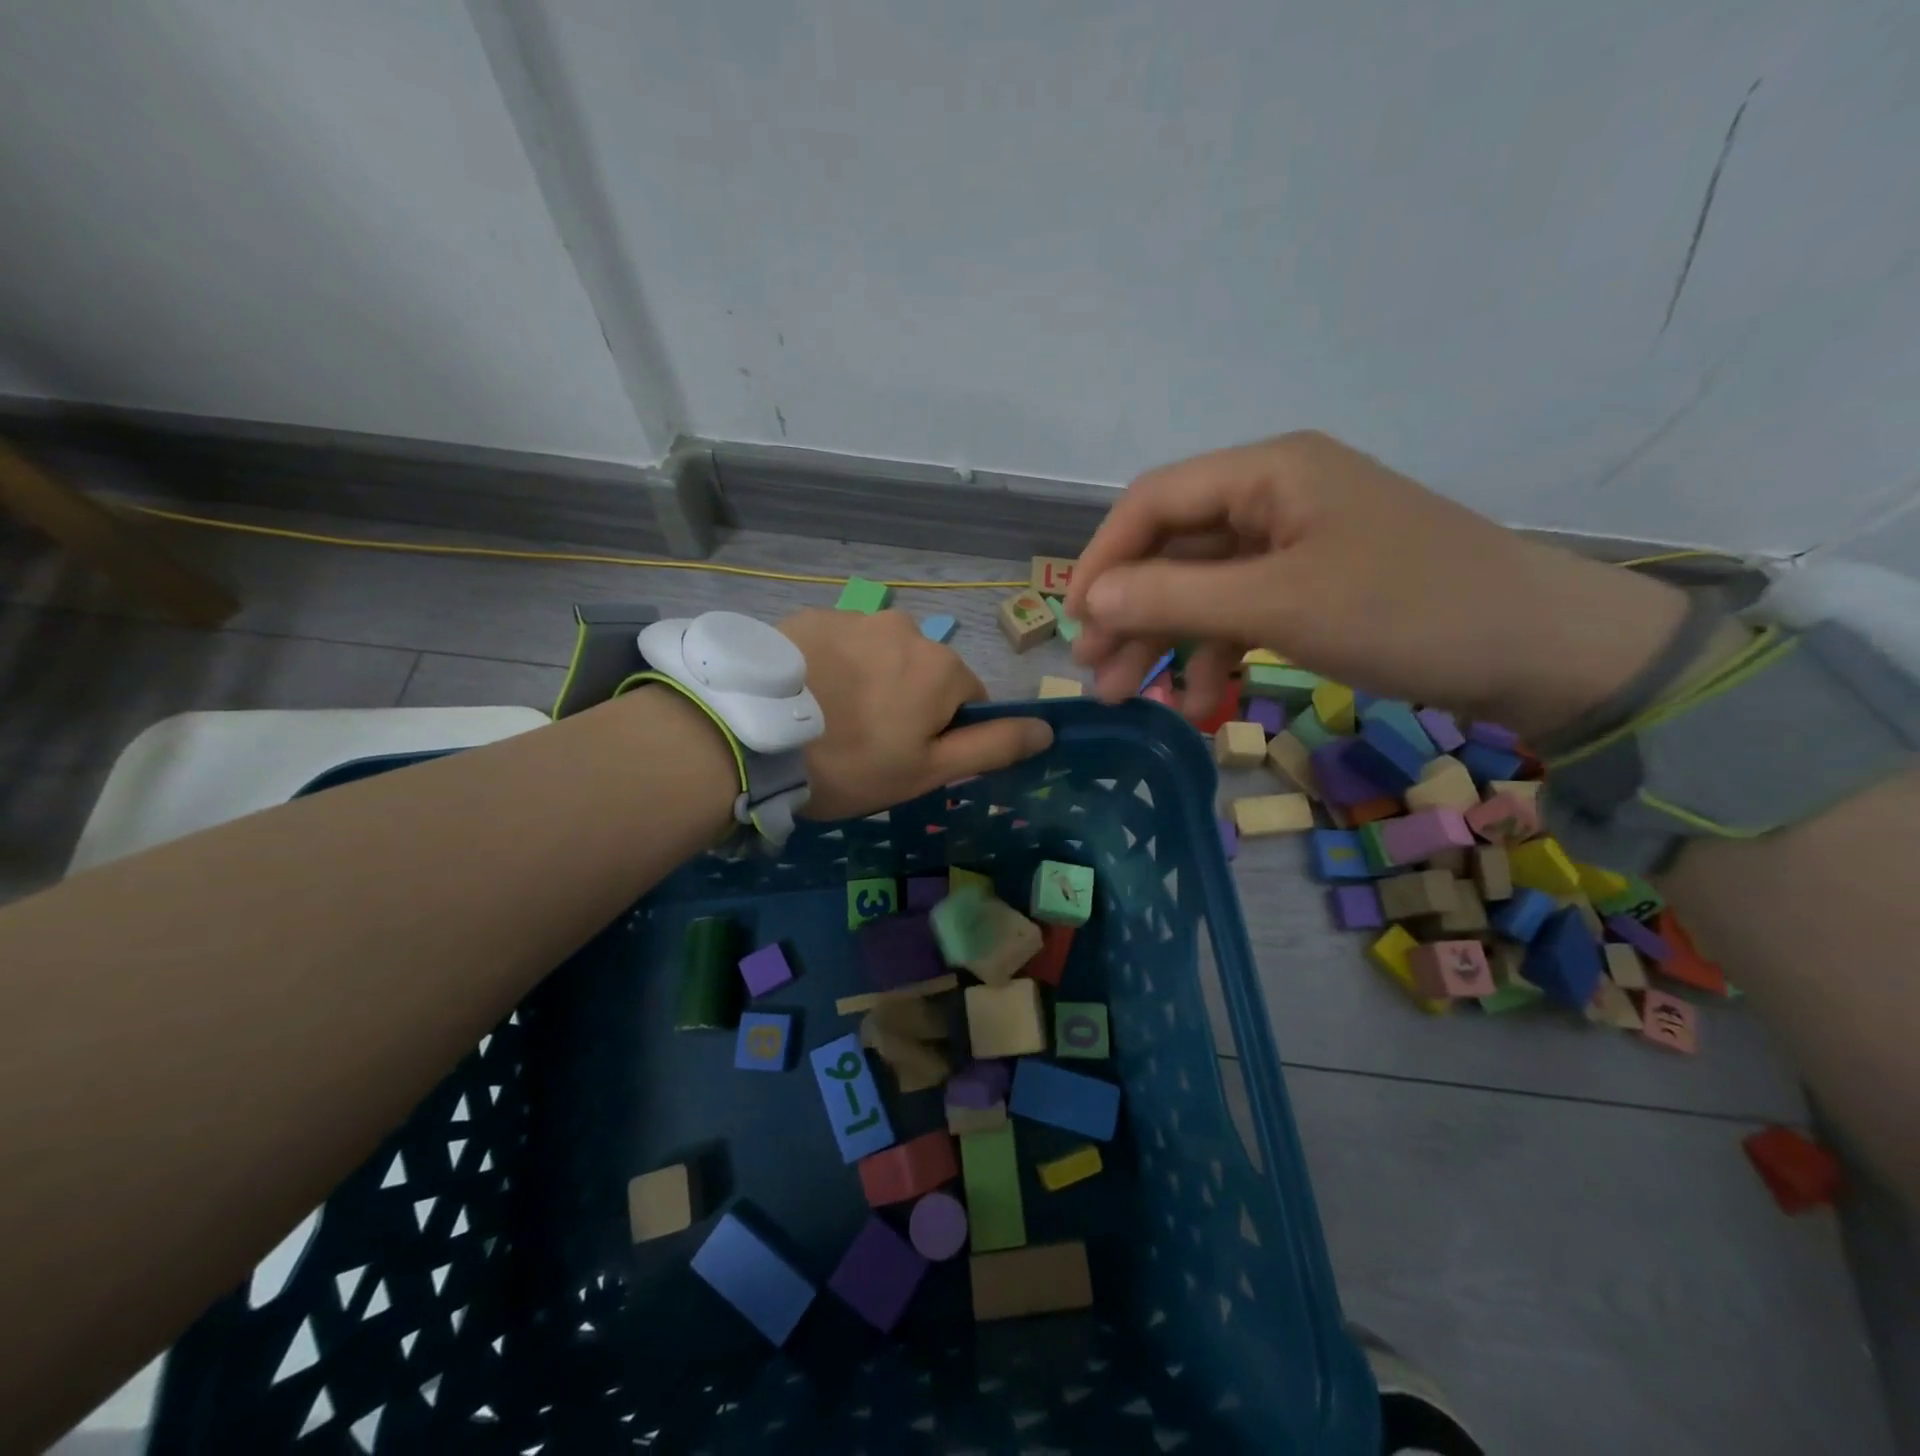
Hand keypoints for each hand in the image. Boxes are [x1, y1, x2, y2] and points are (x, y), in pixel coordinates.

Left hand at [778, 607, 1053, 818]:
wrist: (752, 734)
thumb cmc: (852, 762)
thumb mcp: (928, 769)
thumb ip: (991, 746)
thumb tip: (1047, 728)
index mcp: (942, 667)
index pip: (968, 699)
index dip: (942, 733)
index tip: (905, 757)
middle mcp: (907, 629)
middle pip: (924, 672)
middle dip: (906, 702)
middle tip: (864, 742)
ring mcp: (855, 617)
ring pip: (881, 656)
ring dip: (869, 681)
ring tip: (828, 718)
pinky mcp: (810, 616)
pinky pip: (840, 644)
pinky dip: (833, 666)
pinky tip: (805, 695)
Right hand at [1063, 431, 1690, 738]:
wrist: (1544, 651)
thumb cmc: (1407, 613)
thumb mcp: (1279, 605)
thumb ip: (1174, 596)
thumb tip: (1088, 601)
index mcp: (1268, 472)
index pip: (1154, 502)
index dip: (1104, 559)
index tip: (1073, 622)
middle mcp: (1275, 495)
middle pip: (1173, 548)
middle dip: (1129, 611)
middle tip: (1095, 674)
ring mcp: (1296, 541)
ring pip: (1202, 586)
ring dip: (1164, 639)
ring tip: (1132, 696)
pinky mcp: (1314, 583)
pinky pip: (1242, 611)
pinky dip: (1215, 653)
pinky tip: (1200, 700)